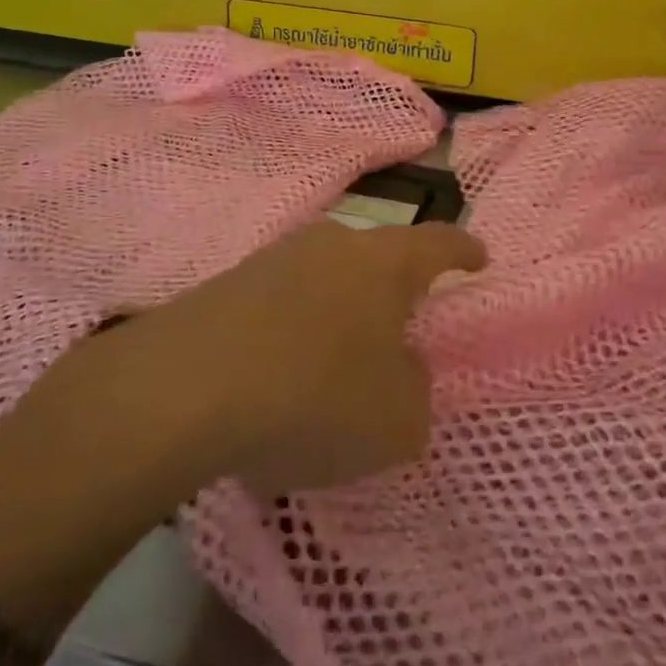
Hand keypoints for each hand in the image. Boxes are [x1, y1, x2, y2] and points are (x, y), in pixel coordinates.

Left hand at [139, 220, 486, 493]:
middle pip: (378, 257)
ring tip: (333, 364)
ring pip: (326, 278)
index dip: (464, 251)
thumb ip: (416, 394)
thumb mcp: (396, 421)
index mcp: (386, 263)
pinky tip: (279, 377)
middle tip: (400, 329)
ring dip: (338, 313)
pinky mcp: (229, 282)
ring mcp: (276, 257)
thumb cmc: (315, 395)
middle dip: (393, 290)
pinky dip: (292, 331)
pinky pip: (281, 301)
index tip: (479, 258)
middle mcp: (334, 244)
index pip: (440, 244)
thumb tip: (403, 370)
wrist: (186, 387)